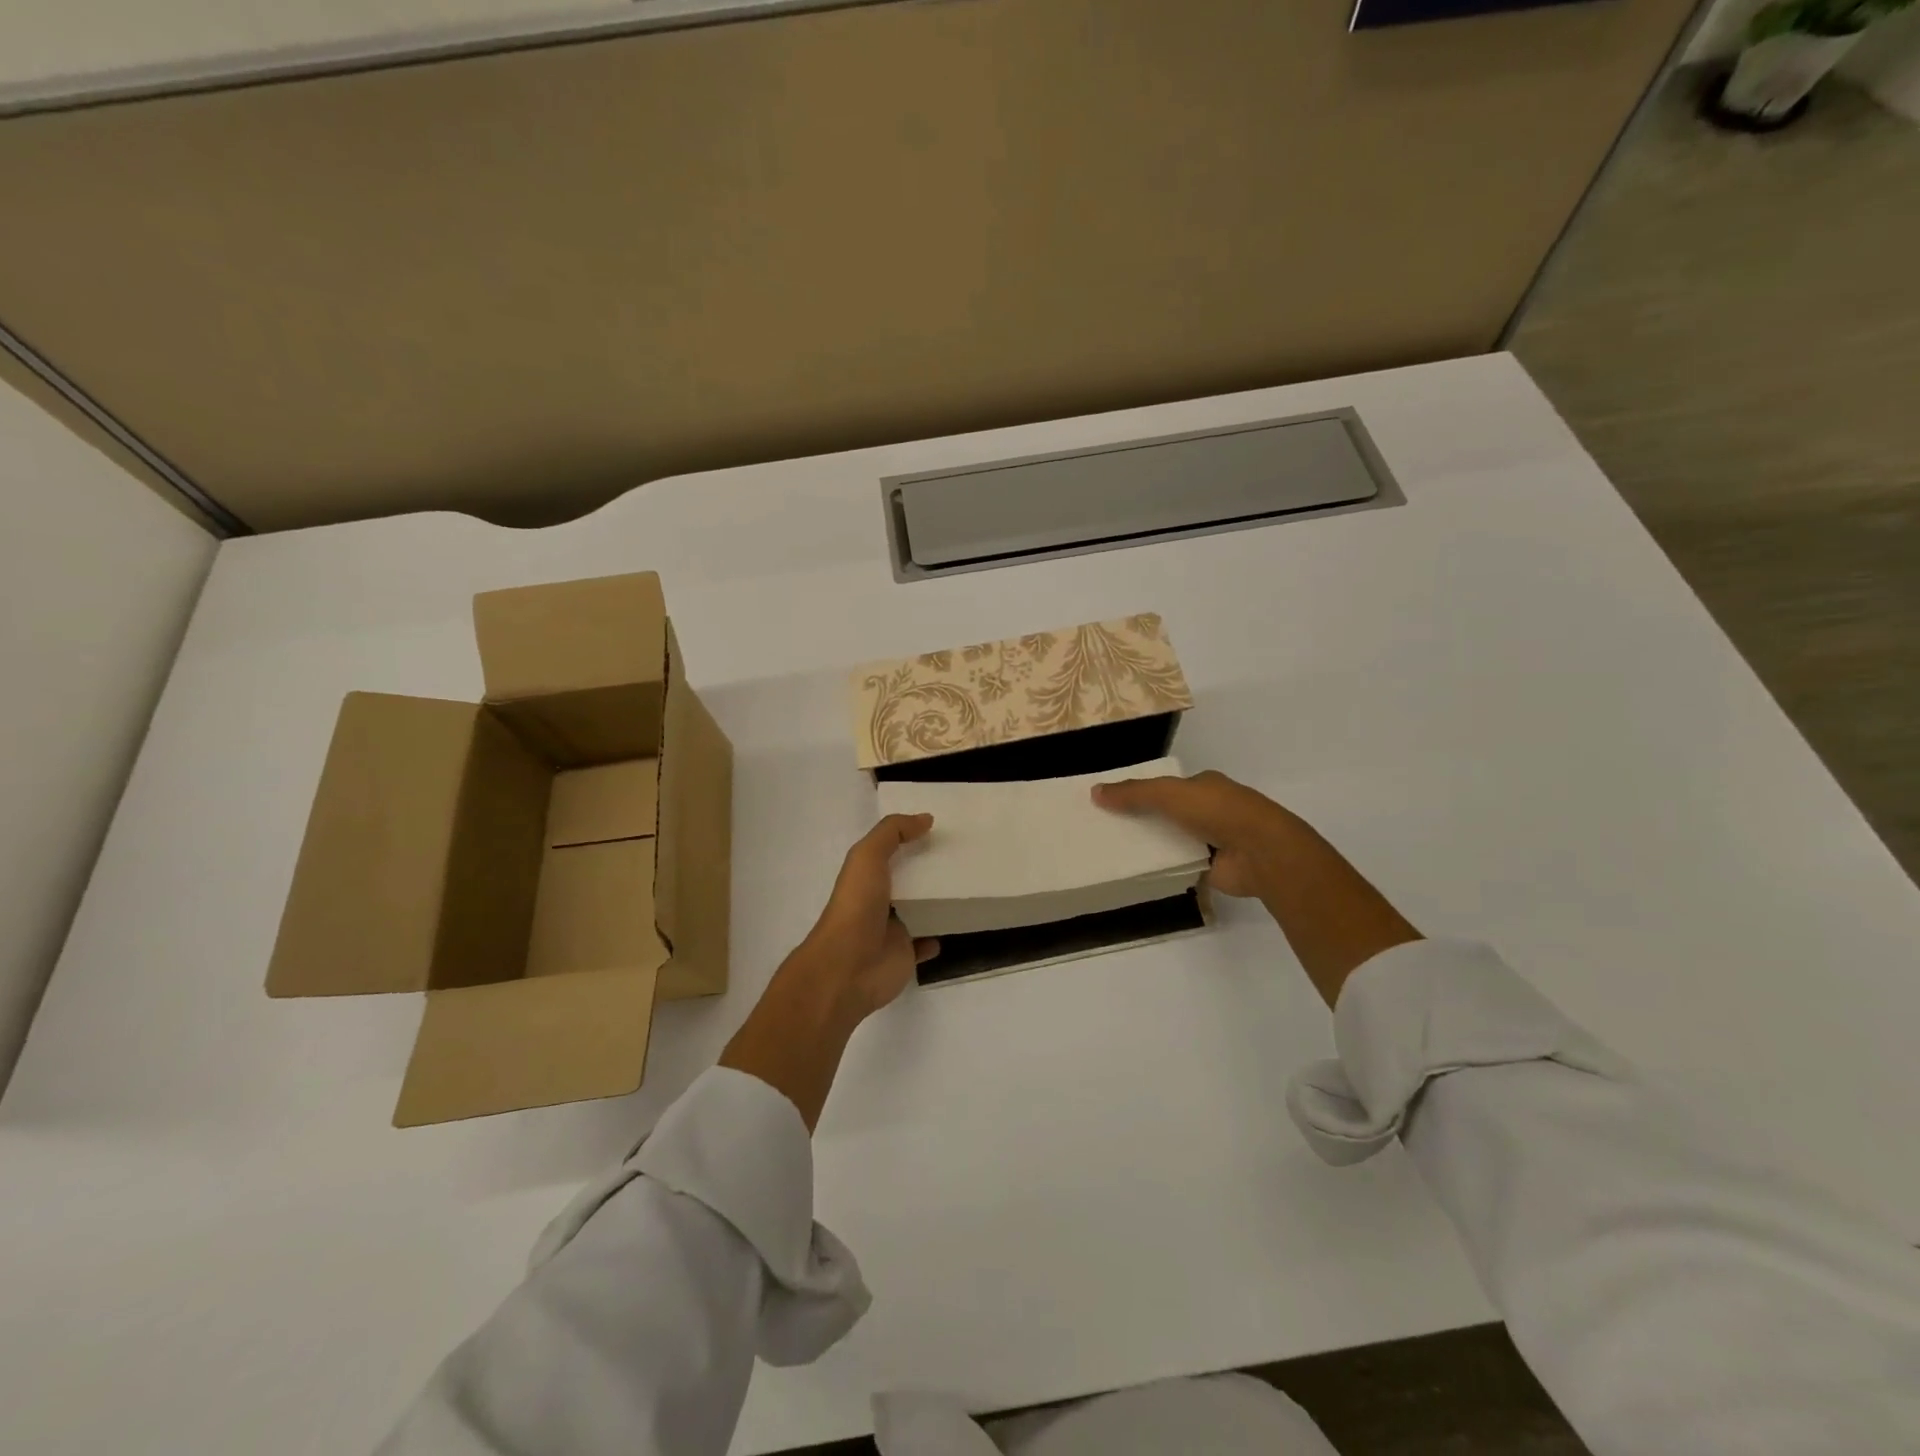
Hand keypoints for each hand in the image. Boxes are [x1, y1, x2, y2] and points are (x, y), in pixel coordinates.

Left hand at [718, 813, 936, 1129]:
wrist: (847, 968)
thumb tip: (925, 818)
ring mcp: (892, 930)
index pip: (888, 851)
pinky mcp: (905, 955)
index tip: (939, 826)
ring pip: (918, 910)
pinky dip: (937, 936)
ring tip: (964, 886)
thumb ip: (892, 832)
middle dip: (927, 868)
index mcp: (866, 876)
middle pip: (907, 879)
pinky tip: (954, 925)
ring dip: (935, 901)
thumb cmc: (856, 907)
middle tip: (961, 854)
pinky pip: (925, 943)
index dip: (908, 837)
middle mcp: (879, 900)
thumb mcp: (868, 856)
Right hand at [1092, 769, 1303, 899]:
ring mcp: (1215, 840)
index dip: (1142, 791)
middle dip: (1144, 820)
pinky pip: (1181, 866)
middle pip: (1170, 814)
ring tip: (1115, 852)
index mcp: (1206, 785)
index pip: (1169, 786)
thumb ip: (1134, 793)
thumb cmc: (1218, 811)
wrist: (1261, 852)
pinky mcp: (1214, 868)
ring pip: (1174, 840)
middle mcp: (1211, 810)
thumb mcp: (1169, 794)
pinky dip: (1165, 869)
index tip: (1113, 802)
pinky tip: (1139, 873)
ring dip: (1154, 845)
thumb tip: (1094, 792)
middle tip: (1108, 829)